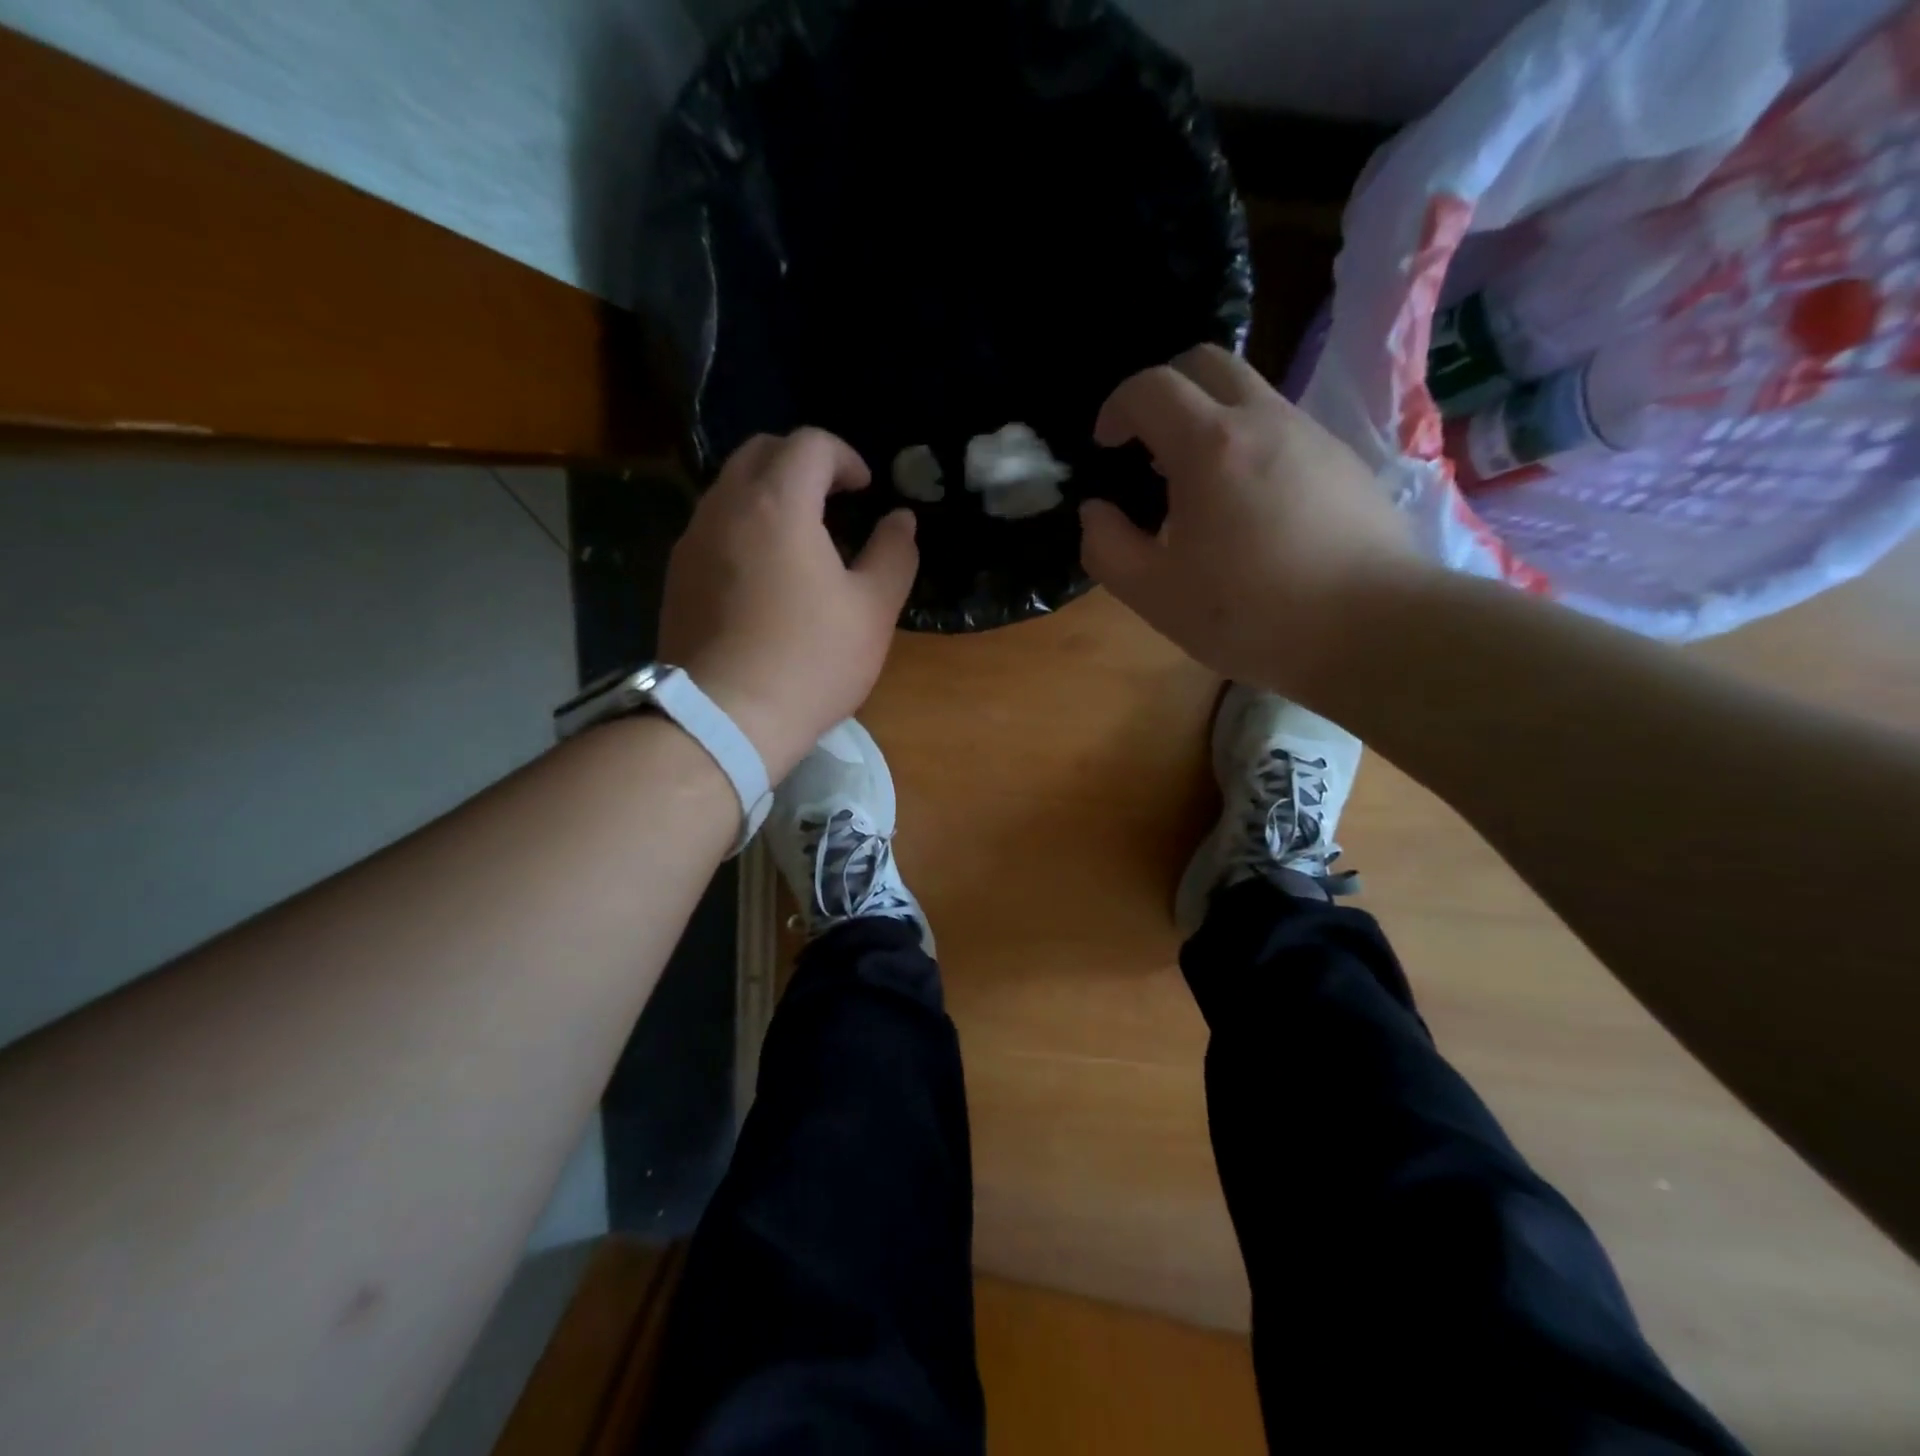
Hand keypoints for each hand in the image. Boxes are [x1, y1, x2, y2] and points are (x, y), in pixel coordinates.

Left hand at [660, 429, 917, 780]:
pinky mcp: (677, 577)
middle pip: (761, 452)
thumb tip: (901, 520)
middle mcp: (725, 507)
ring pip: (731, 489)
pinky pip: (714, 527)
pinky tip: (766, 574)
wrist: (724, 720)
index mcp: (776, 504)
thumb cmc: (809, 661)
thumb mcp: (872, 610)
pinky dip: (745, 526)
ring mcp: (692, 542)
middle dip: (802, 463)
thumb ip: (893, 554)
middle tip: (835, 499)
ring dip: (770, 494)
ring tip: (803, 538)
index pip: (808, 444)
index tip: (866, 490)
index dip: (845, 457)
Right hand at [1079, 344, 1427, 697]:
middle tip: (1148, 445)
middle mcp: (1264, 420)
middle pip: (1207, 362)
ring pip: (1250, 394)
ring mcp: (1313, 435)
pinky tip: (1250, 510)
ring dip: (1210, 420)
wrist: (1374, 630)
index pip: (1151, 388)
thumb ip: (1107, 547)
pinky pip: (1284, 430)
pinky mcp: (1345, 461)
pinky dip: (1250, 446)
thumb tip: (1096, 512)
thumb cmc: (1251, 614)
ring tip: (1197, 487)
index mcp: (1209, 446)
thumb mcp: (1154, 594)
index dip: (1116, 407)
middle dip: (1165, 390)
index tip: (1105, 446)